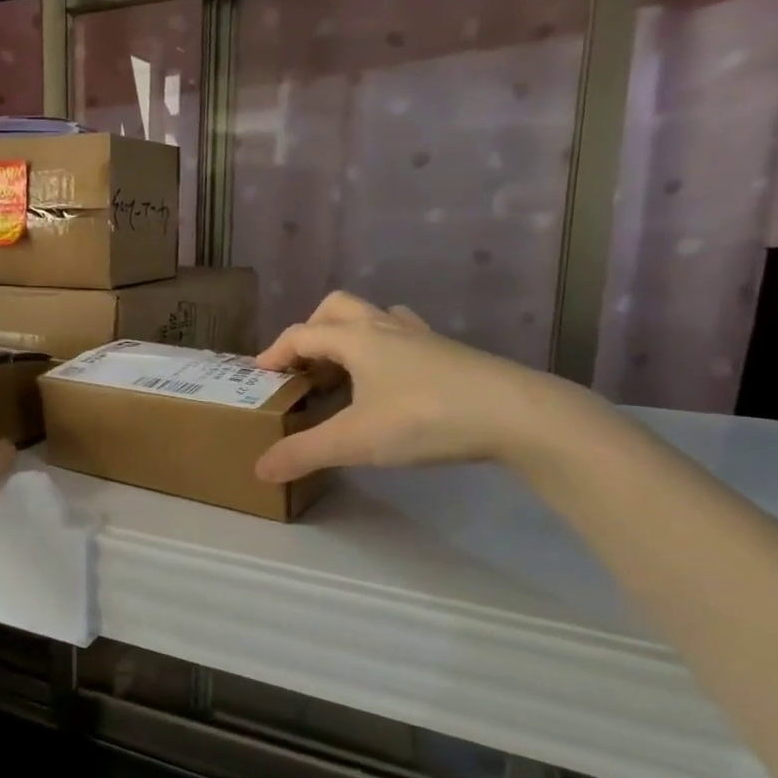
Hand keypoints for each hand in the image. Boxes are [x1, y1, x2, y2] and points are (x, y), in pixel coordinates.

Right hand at [253, 292, 595, 483]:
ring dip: (350, 335)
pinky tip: (391, 381)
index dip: (275, 351)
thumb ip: (304, 453)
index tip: (260, 374)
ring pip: (375, 318)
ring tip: (344, 371)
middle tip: (304, 365)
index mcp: (356, 338)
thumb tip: (260, 469)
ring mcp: (422, 337)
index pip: (302, 334)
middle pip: (337, 308)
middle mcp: (385, 328)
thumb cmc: (425, 418)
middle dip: (312, 329)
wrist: (517, 415)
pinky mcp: (450, 353)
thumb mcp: (355, 441)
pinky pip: (405, 337)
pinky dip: (385, 349)